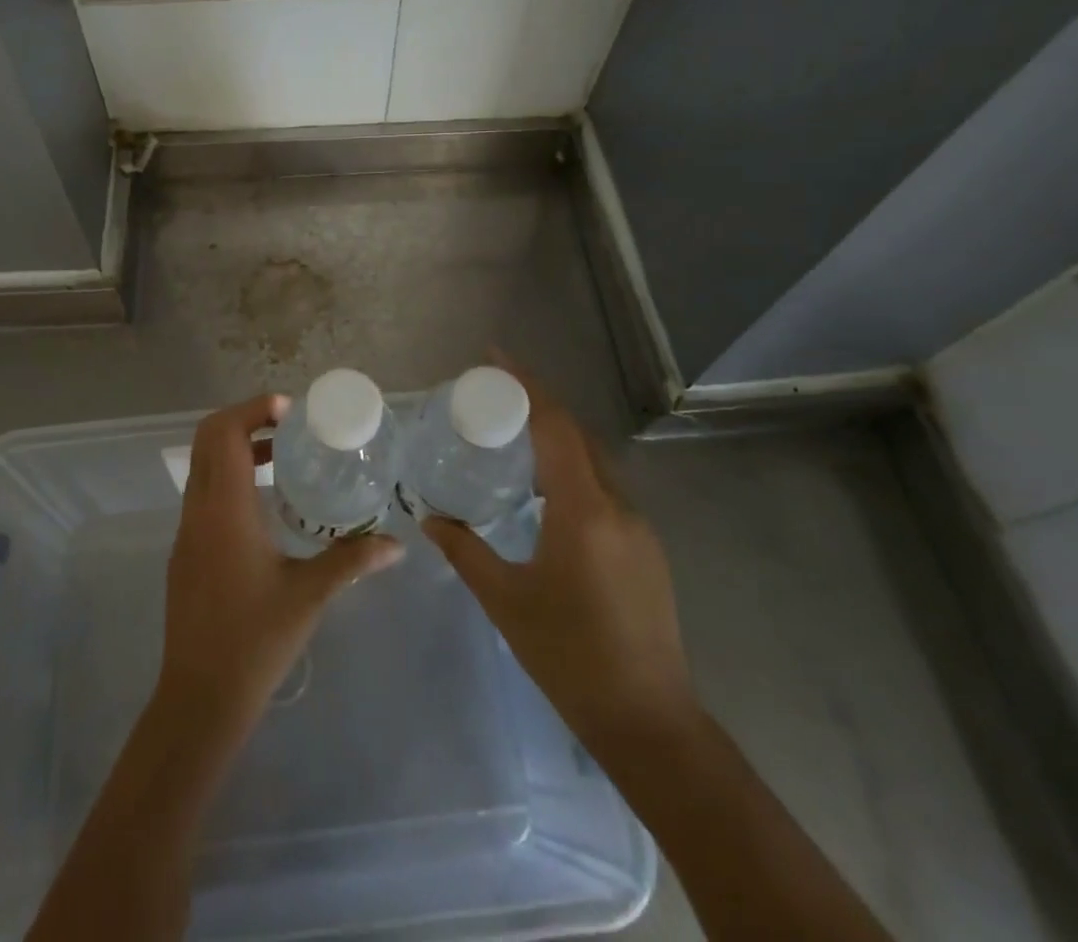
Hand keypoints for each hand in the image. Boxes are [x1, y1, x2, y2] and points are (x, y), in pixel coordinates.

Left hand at [159, 393, 403, 730]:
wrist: (199, 698)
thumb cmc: (255, 640)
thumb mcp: (309, 595)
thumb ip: (352, 560)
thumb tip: (396, 545)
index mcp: (225, 509)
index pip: (224, 431)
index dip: (253, 408)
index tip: (290, 412)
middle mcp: (199, 509)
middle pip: (207, 438)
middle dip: (244, 420)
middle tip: (288, 426)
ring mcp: (187, 530)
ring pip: (203, 465)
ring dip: (236, 448)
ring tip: (282, 457)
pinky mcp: (186, 550)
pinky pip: (203, 492)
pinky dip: (229, 477)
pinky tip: (265, 504)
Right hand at [421, 362, 698, 759]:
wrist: (648, 721)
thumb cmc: (569, 655)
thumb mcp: (506, 599)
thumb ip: (465, 551)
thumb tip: (429, 517)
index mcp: (584, 510)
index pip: (555, 426)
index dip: (527, 385)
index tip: (495, 357)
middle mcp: (617, 506)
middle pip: (577, 434)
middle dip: (538, 405)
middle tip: (495, 396)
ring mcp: (638, 527)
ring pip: (594, 461)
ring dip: (557, 438)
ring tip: (514, 436)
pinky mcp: (646, 548)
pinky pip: (604, 488)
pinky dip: (573, 470)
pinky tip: (547, 491)